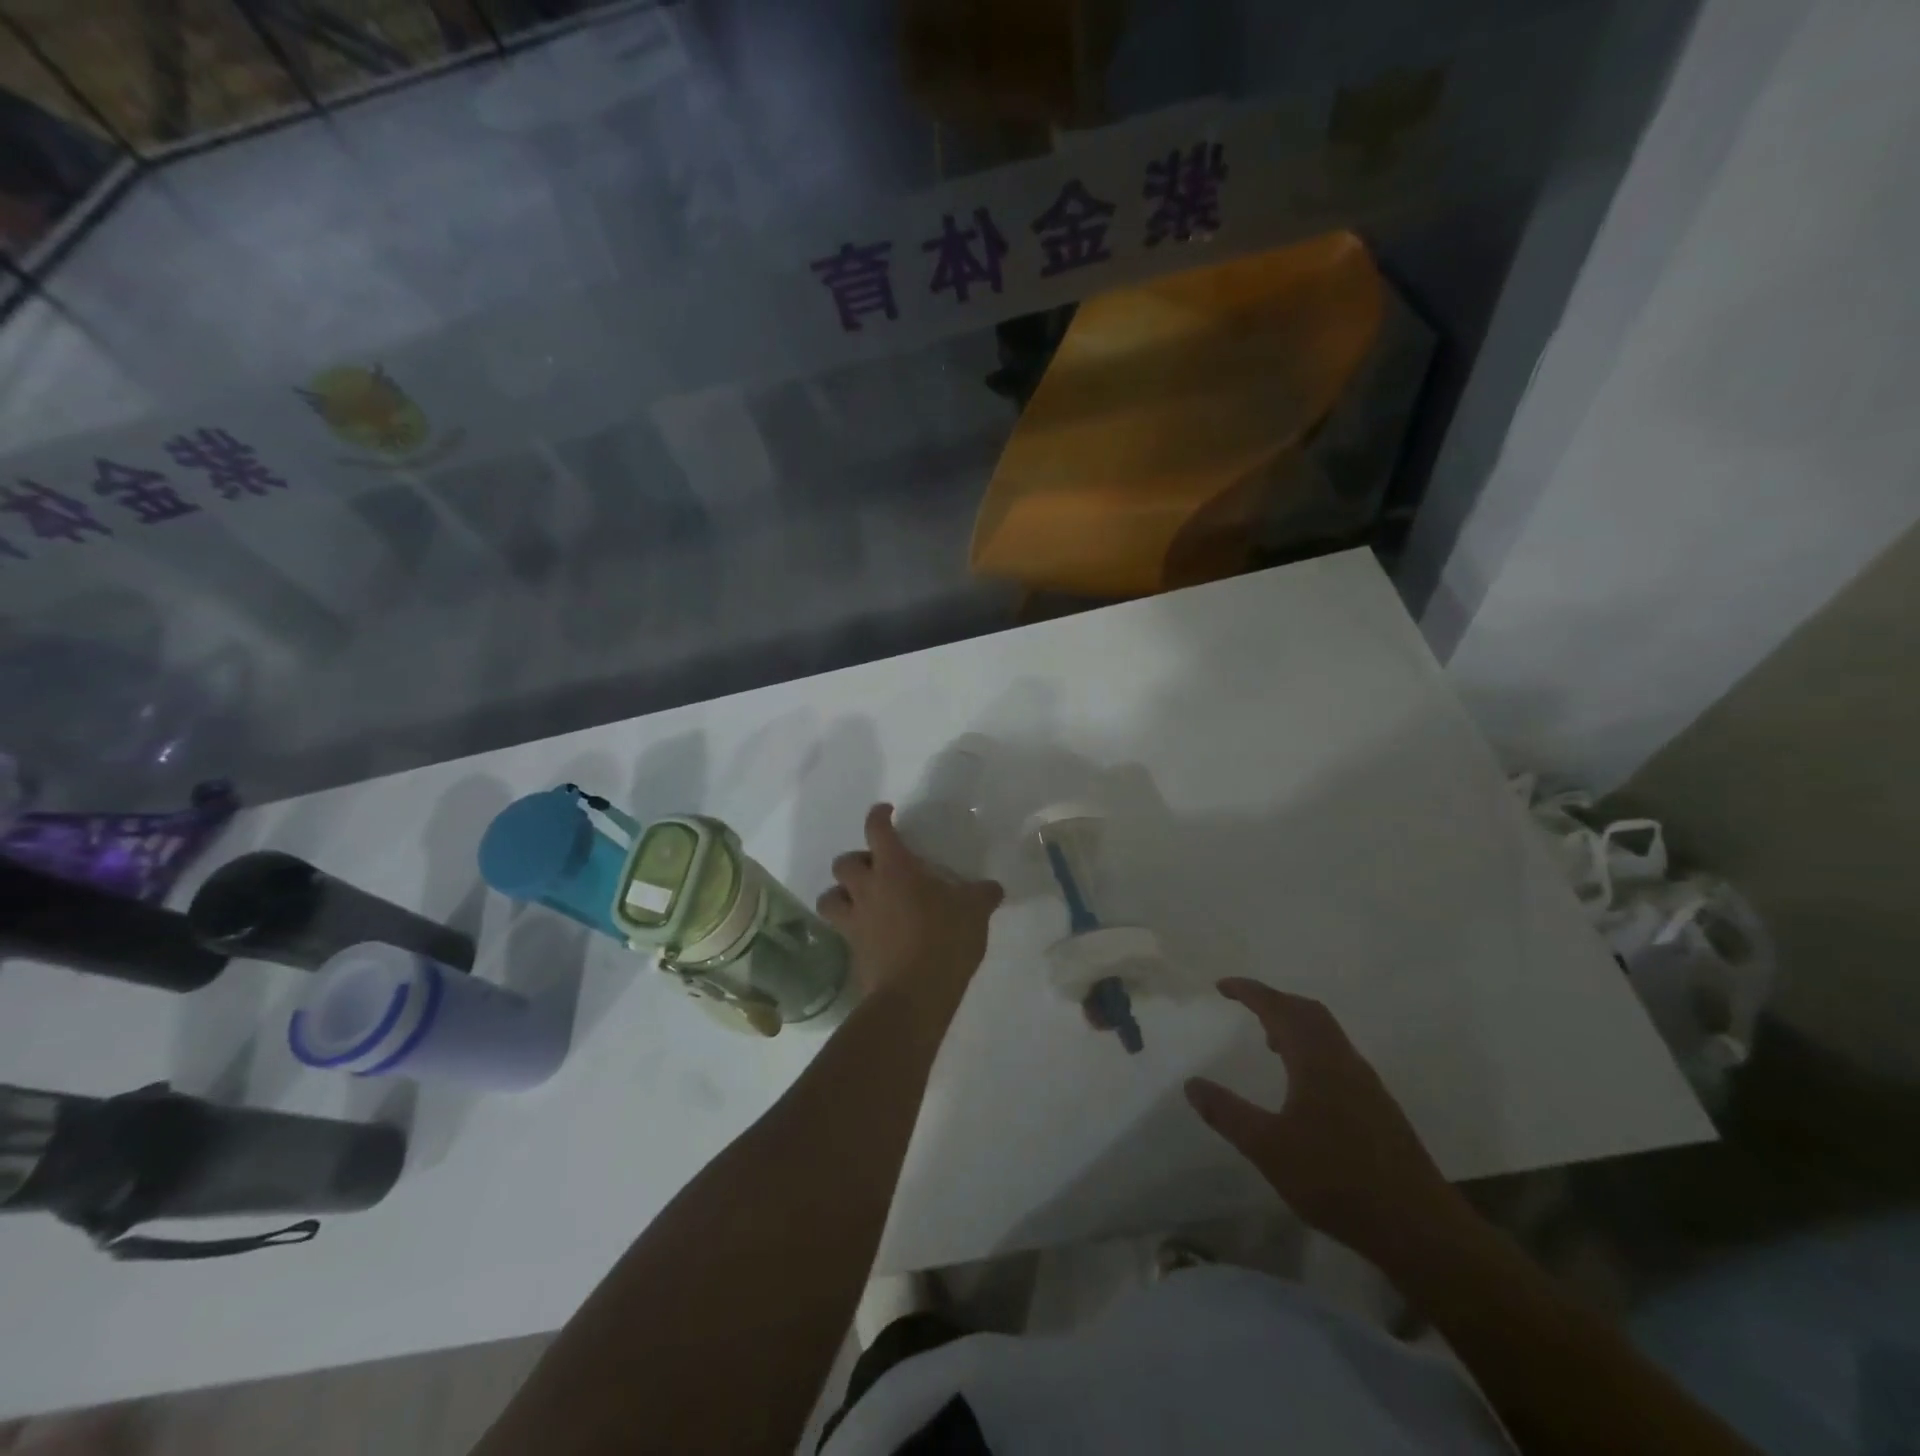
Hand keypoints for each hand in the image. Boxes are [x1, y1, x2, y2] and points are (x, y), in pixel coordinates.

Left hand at [817, 804, 1003, 1015]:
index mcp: (895, 869)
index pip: (877, 830)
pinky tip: (869, 935)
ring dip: (841, 894)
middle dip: (857, 860)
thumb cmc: (945, 940)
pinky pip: (841, 932)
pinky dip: (851, 928)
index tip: (885, 812)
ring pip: (829, 897)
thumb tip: (992, 887)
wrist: (915, 994)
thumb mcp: (974, 911)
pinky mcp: (852, 952)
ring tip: (860, 901)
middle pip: (843, 863)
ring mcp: (855, 922)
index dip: (878, 817)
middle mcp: (867, 890)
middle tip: (877, 869)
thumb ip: (982, 894)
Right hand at [1185, 978, 1468, 1265]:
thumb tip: (1192, 1084)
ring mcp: (1367, 1085)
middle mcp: (1344, 1061)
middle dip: (1274, 1001)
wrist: (1419, 1229)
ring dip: (1295, 1026)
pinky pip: (1338, 1057)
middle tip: (1244, 1005)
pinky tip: (1302, 1084)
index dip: (1250, 992)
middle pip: (1309, 1012)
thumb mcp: (1268, 1148)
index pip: (1279, 1008)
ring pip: (1327, 1035)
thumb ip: (1228, 1113)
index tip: (1222, 986)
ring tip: (1268, 1041)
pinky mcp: (1378, 1108)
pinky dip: (1312, 1050)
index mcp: (1317, 1060)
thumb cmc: (1337, 1180)